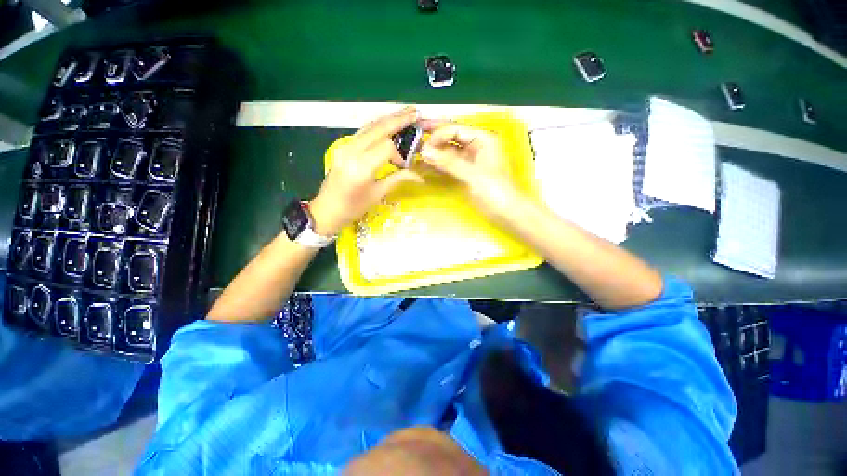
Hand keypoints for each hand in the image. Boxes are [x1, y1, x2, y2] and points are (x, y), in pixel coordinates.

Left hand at [309, 107, 423, 235]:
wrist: (327, 209)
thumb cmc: (354, 207)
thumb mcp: (378, 194)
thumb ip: (398, 179)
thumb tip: (419, 175)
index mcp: (361, 167)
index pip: (386, 146)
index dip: (399, 153)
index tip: (402, 164)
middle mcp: (352, 151)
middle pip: (378, 128)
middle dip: (398, 119)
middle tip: (415, 111)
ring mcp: (345, 146)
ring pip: (370, 126)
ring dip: (388, 119)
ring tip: (405, 113)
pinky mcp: (342, 146)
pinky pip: (363, 132)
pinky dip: (377, 126)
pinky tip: (388, 123)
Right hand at [419, 121, 525, 219]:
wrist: (507, 213)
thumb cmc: (496, 191)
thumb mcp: (473, 174)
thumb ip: (449, 162)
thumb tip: (424, 151)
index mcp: (482, 139)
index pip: (455, 129)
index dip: (437, 135)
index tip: (422, 146)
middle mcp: (474, 146)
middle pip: (449, 138)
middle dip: (432, 140)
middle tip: (411, 141)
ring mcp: (468, 161)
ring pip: (446, 153)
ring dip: (432, 155)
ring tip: (413, 156)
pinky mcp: (464, 174)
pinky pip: (447, 166)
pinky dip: (436, 167)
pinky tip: (423, 168)